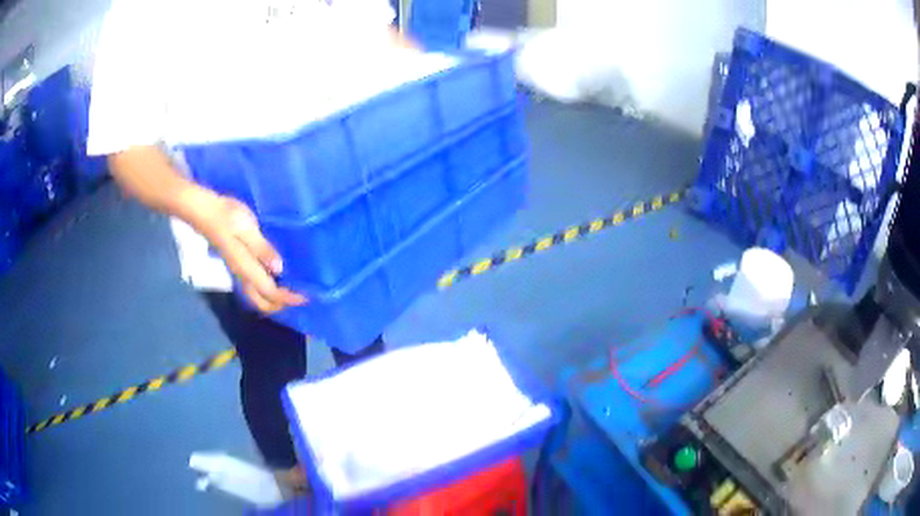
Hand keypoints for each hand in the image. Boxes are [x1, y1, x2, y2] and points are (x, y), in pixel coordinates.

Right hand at [195, 195, 306, 312]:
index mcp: (246, 269)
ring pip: (257, 295)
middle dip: (280, 305)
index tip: (306, 297)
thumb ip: (262, 249)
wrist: (206, 211)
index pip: (270, 292)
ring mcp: (239, 270)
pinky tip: (277, 276)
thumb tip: (279, 269)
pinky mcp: (237, 262)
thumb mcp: (247, 230)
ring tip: (292, 289)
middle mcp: (242, 275)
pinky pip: (254, 284)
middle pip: (262, 302)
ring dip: (274, 298)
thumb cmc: (227, 217)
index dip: (288, 298)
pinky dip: (267, 288)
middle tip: (300, 296)